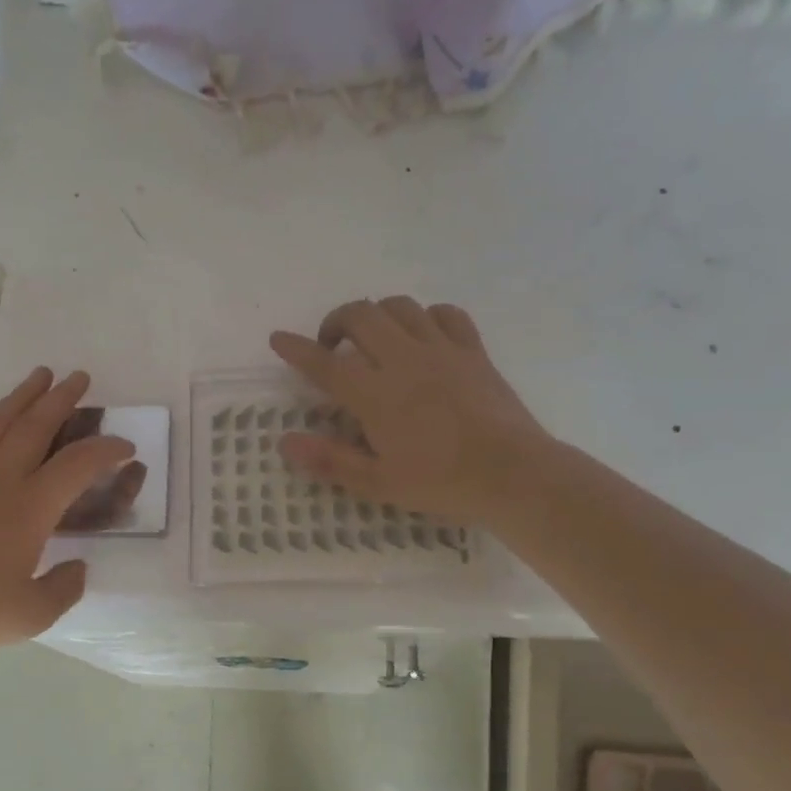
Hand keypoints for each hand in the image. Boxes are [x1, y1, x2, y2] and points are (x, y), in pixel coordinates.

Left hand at [0, 368, 134, 659]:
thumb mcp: (32, 613)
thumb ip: (63, 588)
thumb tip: (77, 567)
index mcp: (29, 508)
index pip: (77, 464)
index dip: (106, 450)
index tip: (126, 447)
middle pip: (34, 426)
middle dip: (61, 399)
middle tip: (80, 377)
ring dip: (23, 396)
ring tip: (39, 376)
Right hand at [271, 297, 547, 521]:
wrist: (512, 474)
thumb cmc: (441, 483)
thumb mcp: (378, 483)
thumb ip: (329, 460)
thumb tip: (285, 442)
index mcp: (376, 394)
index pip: (325, 363)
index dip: (296, 349)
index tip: (278, 339)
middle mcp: (404, 360)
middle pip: (361, 316)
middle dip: (336, 321)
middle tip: (330, 345)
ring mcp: (442, 350)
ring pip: (400, 307)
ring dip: (377, 314)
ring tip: (372, 338)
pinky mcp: (472, 351)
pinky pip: (446, 314)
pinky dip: (426, 316)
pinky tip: (422, 334)